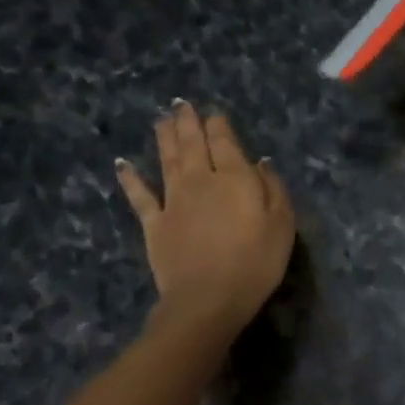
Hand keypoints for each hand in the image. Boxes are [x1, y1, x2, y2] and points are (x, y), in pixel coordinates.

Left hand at [116, 102, 294, 331]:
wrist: (207, 300)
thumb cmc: (255, 262)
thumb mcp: (282, 224)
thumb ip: (273, 188)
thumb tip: (261, 162)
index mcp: (234, 177)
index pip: (224, 141)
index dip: (219, 124)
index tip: (214, 113)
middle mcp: (200, 179)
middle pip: (192, 143)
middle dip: (188, 121)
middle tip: (181, 104)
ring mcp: (173, 200)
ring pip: (167, 159)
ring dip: (164, 137)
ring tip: (161, 119)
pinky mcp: (154, 223)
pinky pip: (140, 195)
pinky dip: (130, 178)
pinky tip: (122, 164)